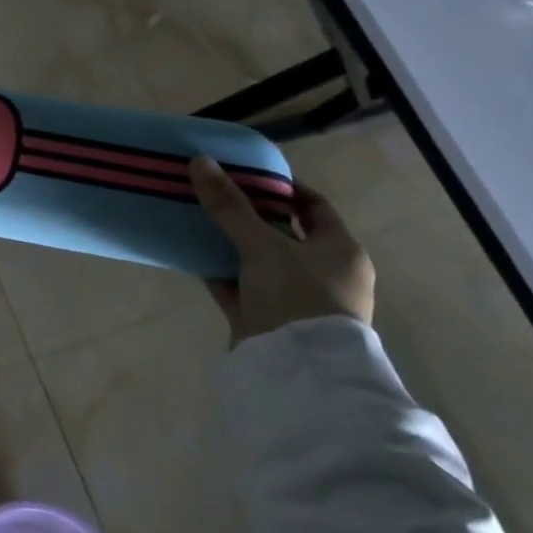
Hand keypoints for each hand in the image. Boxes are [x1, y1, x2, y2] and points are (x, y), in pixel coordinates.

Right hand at [188, 155, 374, 346]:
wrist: (297, 372)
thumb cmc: (297, 298)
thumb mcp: (262, 246)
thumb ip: (230, 206)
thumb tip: (200, 160)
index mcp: (341, 251)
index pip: (314, 207)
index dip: (283, 187)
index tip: (247, 174)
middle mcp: (324, 274)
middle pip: (283, 233)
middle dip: (249, 214)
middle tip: (215, 194)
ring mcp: (295, 299)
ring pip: (259, 261)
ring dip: (231, 244)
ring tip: (197, 219)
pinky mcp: (268, 320)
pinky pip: (240, 286)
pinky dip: (220, 271)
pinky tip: (192, 255)